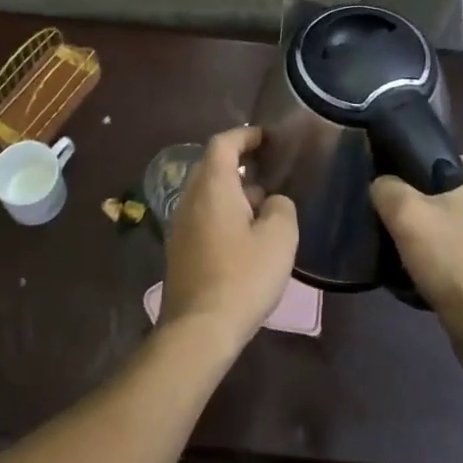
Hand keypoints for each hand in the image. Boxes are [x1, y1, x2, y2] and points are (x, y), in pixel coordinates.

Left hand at [160, 126, 297, 350]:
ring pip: (208, 193)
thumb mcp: (279, 239)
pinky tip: (247, 234)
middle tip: (270, 168)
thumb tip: (273, 202)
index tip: (267, 137)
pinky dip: (224, 212)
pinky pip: (203, 215)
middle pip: (212, 166)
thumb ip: (281, 208)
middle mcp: (190, 198)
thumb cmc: (242, 277)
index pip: (223, 144)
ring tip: (265, 204)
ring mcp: (181, 224)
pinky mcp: (180, 248)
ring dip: (234, 190)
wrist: (199, 328)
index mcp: (212, 187)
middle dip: (240, 163)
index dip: (245, 135)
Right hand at [371, 157, 462, 329]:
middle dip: (438, 209)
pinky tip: (448, 269)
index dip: (422, 182)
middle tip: (412, 229)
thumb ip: (388, 188)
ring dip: (453, 232)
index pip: (452, 165)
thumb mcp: (406, 215)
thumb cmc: (454, 260)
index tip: (407, 205)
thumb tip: (383, 184)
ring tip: (427, 252)